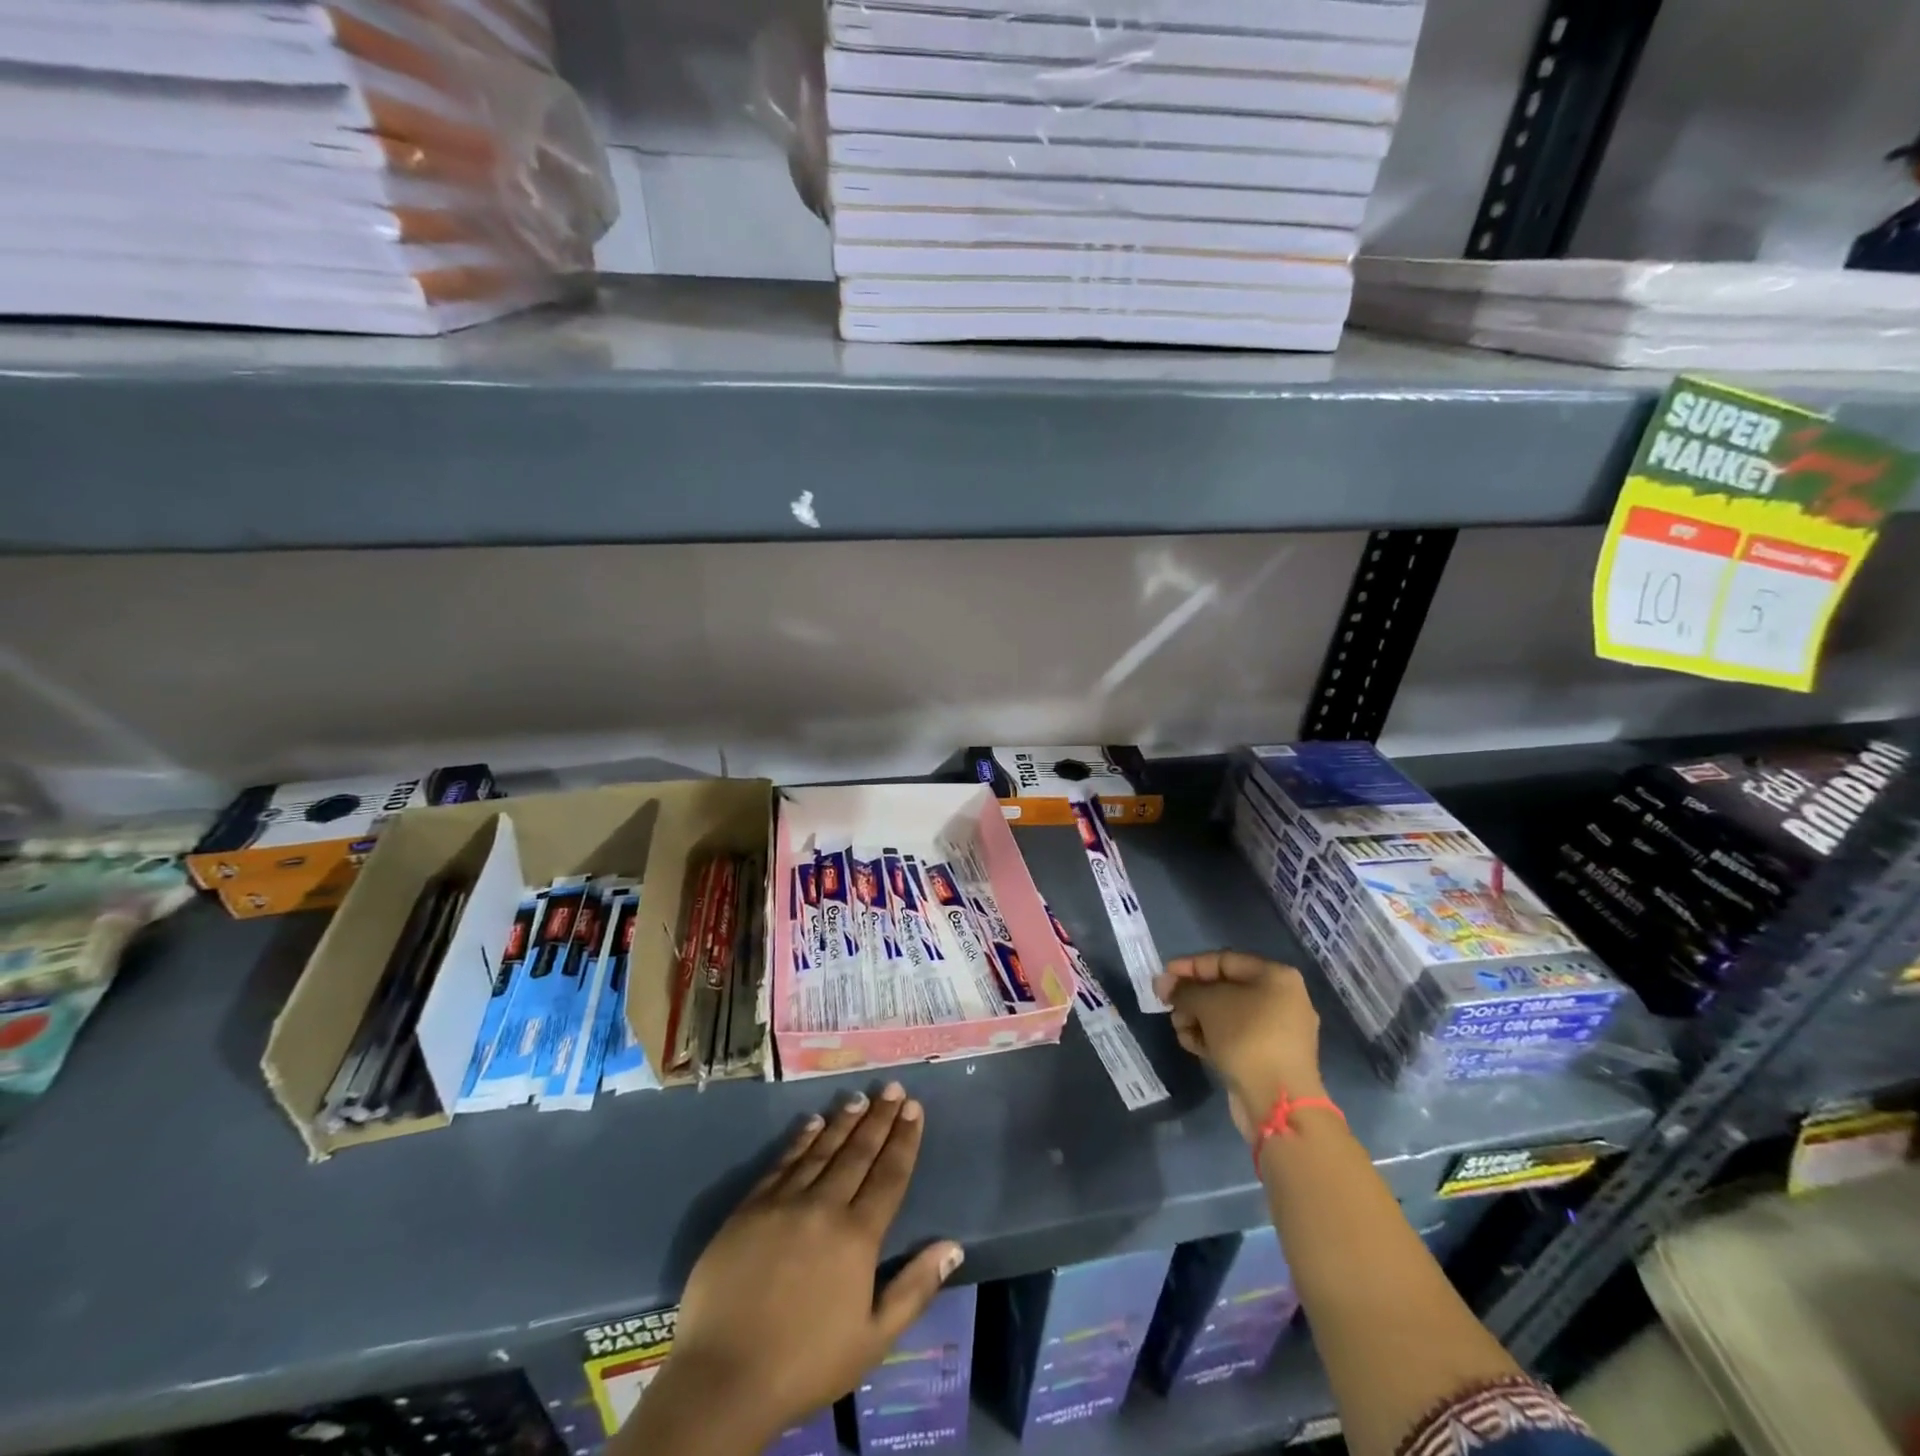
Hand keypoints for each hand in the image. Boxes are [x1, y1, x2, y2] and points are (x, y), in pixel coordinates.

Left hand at [666, 1084, 964, 1440]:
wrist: (722, 1378)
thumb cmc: (805, 1365)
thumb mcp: (873, 1340)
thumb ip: (914, 1289)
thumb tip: (953, 1246)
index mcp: (857, 1236)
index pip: (889, 1175)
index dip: (904, 1139)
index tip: (914, 1107)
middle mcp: (824, 1206)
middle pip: (858, 1153)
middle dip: (879, 1118)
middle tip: (892, 1088)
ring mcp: (784, 1203)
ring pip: (821, 1150)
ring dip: (843, 1122)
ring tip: (859, 1098)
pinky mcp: (750, 1208)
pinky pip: (783, 1162)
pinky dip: (800, 1140)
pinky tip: (811, 1123)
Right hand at [1153, 951, 1322, 1142]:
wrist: (1278, 1102)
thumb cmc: (1246, 1037)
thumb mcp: (1207, 1004)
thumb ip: (1183, 989)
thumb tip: (1163, 983)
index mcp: (1276, 977)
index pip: (1224, 961)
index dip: (1189, 966)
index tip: (1163, 977)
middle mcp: (1282, 999)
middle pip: (1225, 989)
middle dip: (1191, 997)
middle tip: (1167, 1005)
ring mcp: (1278, 1031)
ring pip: (1227, 1015)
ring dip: (1197, 1018)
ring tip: (1179, 1029)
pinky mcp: (1270, 1057)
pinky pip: (1235, 1037)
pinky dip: (1211, 1037)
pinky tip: (1190, 1044)